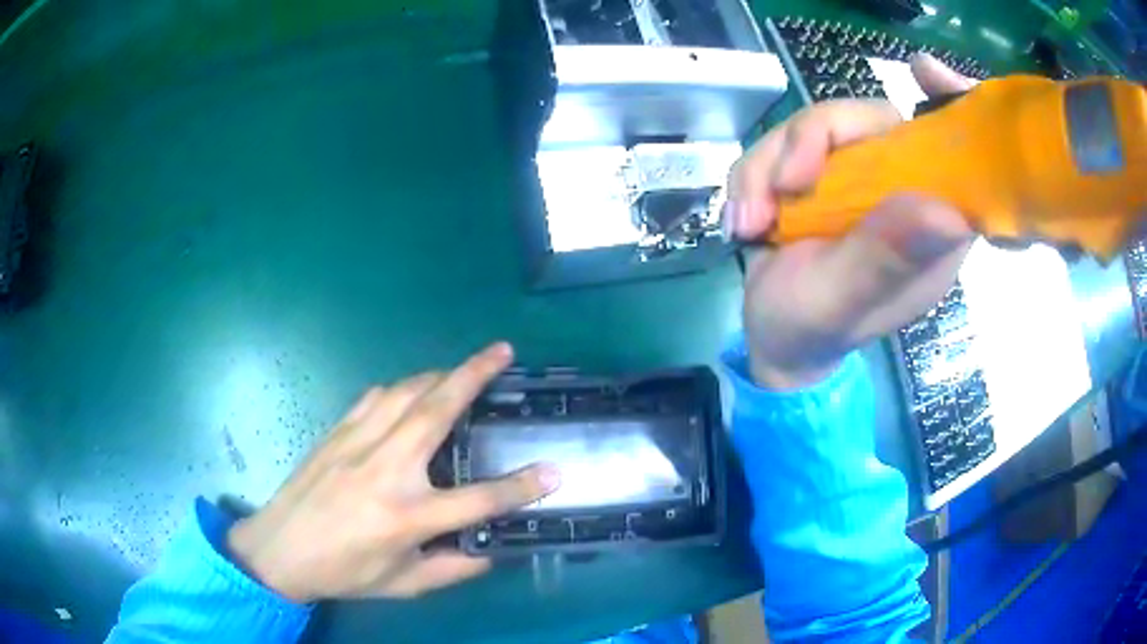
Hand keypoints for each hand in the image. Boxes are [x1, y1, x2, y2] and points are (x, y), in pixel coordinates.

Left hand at [227, 343, 559, 601]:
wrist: (279, 549)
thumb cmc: (344, 572)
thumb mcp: (405, 584)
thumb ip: (453, 569)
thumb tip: (492, 550)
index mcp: (406, 516)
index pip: (478, 499)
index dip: (521, 488)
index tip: (553, 471)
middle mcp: (385, 470)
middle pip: (437, 411)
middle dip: (474, 375)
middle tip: (502, 351)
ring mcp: (357, 444)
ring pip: (404, 392)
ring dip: (439, 375)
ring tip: (462, 369)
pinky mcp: (337, 432)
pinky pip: (374, 397)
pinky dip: (400, 388)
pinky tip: (409, 392)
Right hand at [727, 54, 977, 389]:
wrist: (769, 337)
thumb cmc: (815, 330)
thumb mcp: (843, 301)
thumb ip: (885, 258)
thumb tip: (943, 211)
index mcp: (933, 225)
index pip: (954, 154)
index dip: (949, 107)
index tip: (926, 74)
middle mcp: (903, 190)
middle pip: (870, 121)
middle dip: (814, 140)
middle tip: (782, 186)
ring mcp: (859, 178)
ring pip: (818, 126)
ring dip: (768, 165)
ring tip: (749, 223)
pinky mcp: (821, 174)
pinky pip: (783, 142)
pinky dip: (753, 175)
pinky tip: (744, 220)